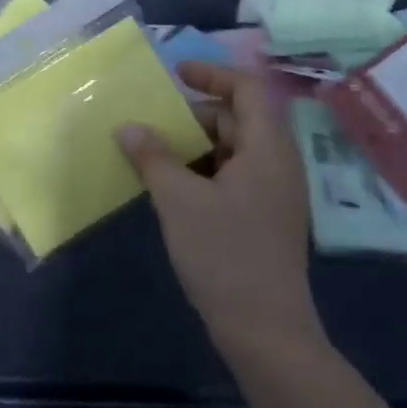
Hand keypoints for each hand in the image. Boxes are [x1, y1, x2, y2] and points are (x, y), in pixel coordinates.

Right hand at [119, 62, 320, 356]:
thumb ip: (153, 157)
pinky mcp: (266, 218)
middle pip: (238, 118)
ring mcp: (275, 193)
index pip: (247, 88)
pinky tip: (174, 189)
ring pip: (234, 150)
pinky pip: (235, 176)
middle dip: (195, 116)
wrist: (266, 333)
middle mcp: (278, 163)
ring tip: (155, 155)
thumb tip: (128, 126)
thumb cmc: (225, 256)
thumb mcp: (179, 200)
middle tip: (154, 123)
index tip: (176, 74)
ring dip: (196, 146)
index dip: (212, 74)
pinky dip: (205, 171)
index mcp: (268, 148)